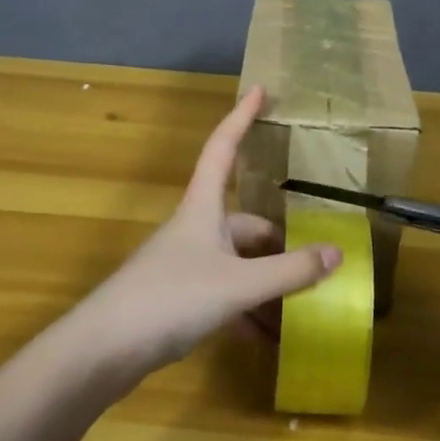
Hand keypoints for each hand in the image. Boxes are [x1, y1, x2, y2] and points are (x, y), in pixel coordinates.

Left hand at [64, 87, 342, 382]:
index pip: (223, 148)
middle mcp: (195, 230)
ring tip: (304, 306)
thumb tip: (337, 253)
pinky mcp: (178, 300)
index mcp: (203, 208)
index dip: (242, 117)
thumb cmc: (170, 298)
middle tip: (317, 260)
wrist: (102, 351)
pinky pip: (226, 295)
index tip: (261, 89)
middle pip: (246, 222)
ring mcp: (185, 266)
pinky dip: (249, 311)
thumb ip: (289, 271)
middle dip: (280, 242)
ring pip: (239, 264)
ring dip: (268, 283)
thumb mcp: (238, 284)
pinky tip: (270, 338)